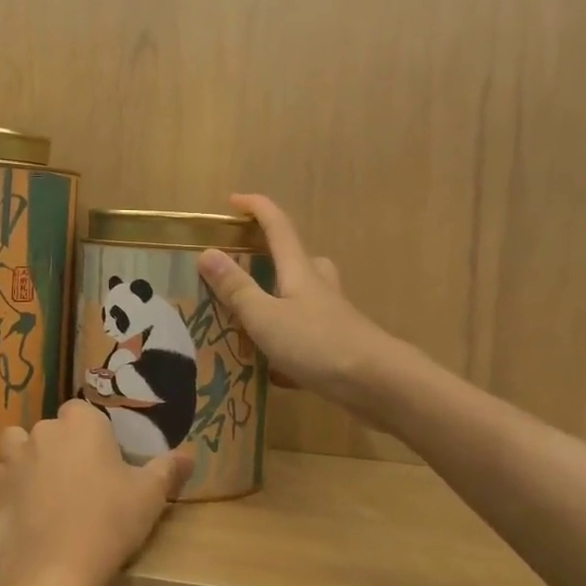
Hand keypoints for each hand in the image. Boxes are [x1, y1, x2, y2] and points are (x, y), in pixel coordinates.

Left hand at [0, 401, 190, 585]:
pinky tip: (30, 517)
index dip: (94, 434)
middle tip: (84, 482)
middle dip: (63, 447)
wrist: (52, 569)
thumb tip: (189, 455)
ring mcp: (13, 461)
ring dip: (29, 461)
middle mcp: (42, 431)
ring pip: (18, 448)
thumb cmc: (108, 521)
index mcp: (80, 423)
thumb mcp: (150, 496)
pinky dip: (14, 492)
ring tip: (48, 491)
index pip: (83, 412)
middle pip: (52, 429)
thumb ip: (167, 470)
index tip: (107, 461)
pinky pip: (5, 482)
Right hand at [197, 193, 383, 402]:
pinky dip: (287, 338)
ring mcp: (331, 315)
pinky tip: (272, 366)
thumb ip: (237, 288)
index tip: (232, 201)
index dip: (256, 208)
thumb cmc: (317, 343)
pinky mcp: (338, 344)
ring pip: (304, 294)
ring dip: (280, 293)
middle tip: (241, 262)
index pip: (277, 226)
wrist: (378, 384)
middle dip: (270, 252)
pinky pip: (306, 331)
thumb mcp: (265, 316)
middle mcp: (318, 286)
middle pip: (296, 257)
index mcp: (298, 270)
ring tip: (252, 311)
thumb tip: (207, 253)